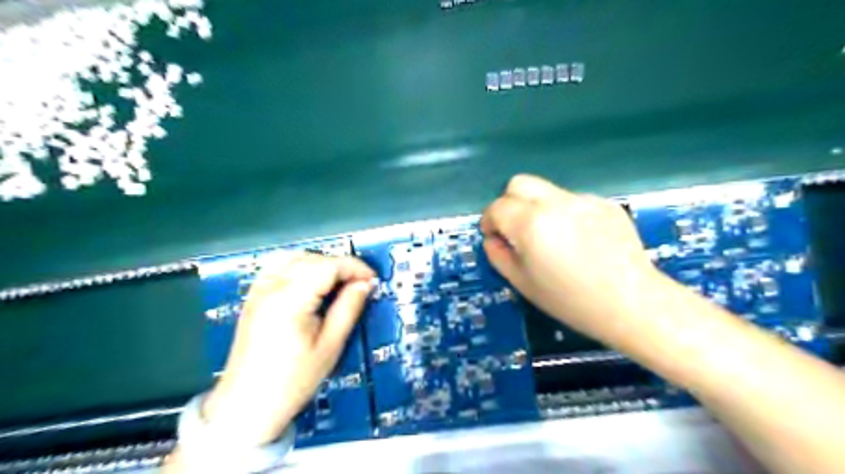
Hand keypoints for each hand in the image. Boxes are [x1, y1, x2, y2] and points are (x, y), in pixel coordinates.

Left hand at [199, 252, 372, 447]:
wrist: (246, 406)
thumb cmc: (292, 381)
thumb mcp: (330, 346)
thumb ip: (349, 308)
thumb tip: (365, 284)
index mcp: (290, 300)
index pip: (328, 266)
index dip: (355, 268)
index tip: (373, 280)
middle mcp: (272, 287)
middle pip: (313, 259)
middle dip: (341, 266)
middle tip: (360, 285)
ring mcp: (259, 290)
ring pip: (296, 257)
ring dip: (322, 263)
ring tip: (339, 282)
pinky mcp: (254, 296)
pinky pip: (279, 266)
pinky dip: (301, 265)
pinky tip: (312, 280)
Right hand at [477, 176, 663, 342]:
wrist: (631, 303)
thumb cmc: (571, 301)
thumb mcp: (523, 284)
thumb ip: (499, 256)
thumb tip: (493, 239)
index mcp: (530, 224)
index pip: (497, 207)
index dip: (489, 221)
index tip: (494, 236)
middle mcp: (555, 203)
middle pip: (519, 183)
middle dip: (509, 202)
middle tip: (516, 229)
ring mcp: (583, 200)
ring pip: (547, 191)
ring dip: (538, 208)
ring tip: (553, 238)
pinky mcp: (605, 203)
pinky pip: (573, 201)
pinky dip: (565, 214)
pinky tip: (580, 240)